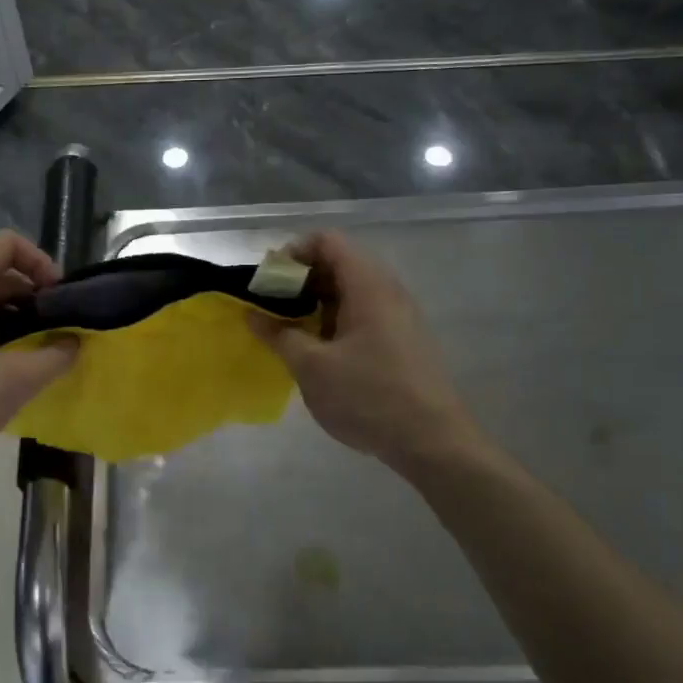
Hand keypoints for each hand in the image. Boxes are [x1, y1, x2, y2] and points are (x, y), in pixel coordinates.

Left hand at [0, 230, 78, 475]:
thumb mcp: (17, 380)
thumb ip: (56, 356)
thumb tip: (74, 342)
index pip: (5, 243)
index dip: (40, 260)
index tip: (58, 296)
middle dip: (29, 293)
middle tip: (52, 327)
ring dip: (10, 314)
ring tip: (32, 349)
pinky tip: (0, 366)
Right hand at [250, 230, 482, 476]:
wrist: (431, 441)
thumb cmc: (368, 396)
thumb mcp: (312, 367)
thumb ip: (279, 335)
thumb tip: (252, 314)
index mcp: (367, 286)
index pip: (327, 241)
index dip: (293, 253)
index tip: (268, 283)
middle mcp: (386, 291)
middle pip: (338, 263)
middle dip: (299, 281)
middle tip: (270, 309)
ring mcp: (397, 316)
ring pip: (349, 292)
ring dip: (314, 304)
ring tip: (288, 332)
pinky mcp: (400, 340)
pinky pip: (361, 314)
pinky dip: (333, 322)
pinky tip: (316, 352)